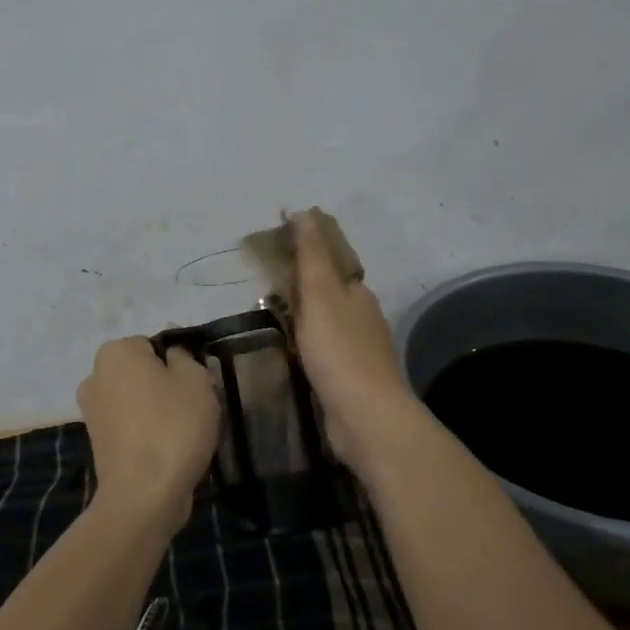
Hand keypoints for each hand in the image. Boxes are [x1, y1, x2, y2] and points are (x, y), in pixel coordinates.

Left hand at [76, 337, 220, 527]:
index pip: (155, 345)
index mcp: (114, 351)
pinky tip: (169, 450)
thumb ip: (184, 356)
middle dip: (168, 386)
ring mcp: (92, 411)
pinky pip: (131, 426)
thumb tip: (172, 354)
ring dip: (159, 411)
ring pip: (138, 400)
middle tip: (195, 408)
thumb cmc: (172, 427)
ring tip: (185, 434)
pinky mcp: (98, 442)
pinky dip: (148, 433)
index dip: (180, 363)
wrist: (143, 496)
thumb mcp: (195, 380)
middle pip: (144, 372)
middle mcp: (95, 375)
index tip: (197, 386)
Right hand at [288, 209, 420, 475]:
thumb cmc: (339, 351)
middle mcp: (363, 317)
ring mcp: (359, 351)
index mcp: (358, 293)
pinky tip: (290, 353)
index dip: (305, 255)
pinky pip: (324, 351)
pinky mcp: (351, 379)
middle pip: (328, 292)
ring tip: (270, 319)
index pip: (331, 262)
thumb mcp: (320, 294)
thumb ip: (310, 255)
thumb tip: (304, 211)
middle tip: (264, 289)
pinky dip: (307, 345)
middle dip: (301, 287)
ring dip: (303, 318)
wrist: (365, 417)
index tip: (274, 254)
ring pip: (326, 323)